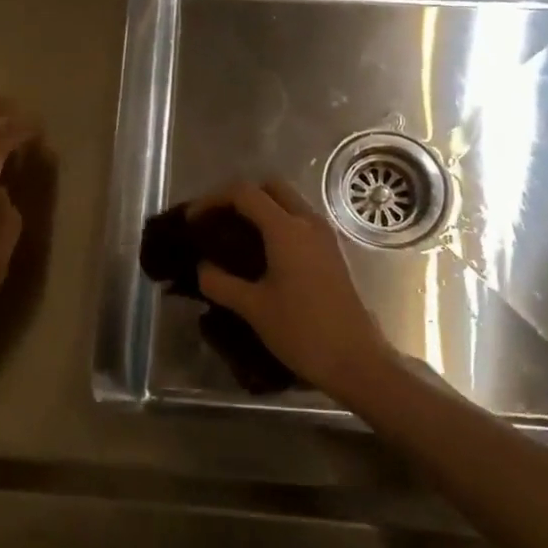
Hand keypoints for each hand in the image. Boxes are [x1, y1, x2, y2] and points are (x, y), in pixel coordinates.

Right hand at [193, 181, 399, 401]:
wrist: (355, 360)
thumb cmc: (302, 331)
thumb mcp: (253, 308)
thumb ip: (221, 283)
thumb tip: (202, 267)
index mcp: (286, 229)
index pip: (244, 193)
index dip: (213, 199)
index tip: (193, 219)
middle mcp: (308, 222)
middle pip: (270, 187)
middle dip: (239, 196)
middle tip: (216, 220)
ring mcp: (324, 235)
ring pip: (288, 202)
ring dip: (260, 208)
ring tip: (233, 235)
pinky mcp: (332, 251)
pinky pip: (300, 221)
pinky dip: (276, 223)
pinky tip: (261, 252)